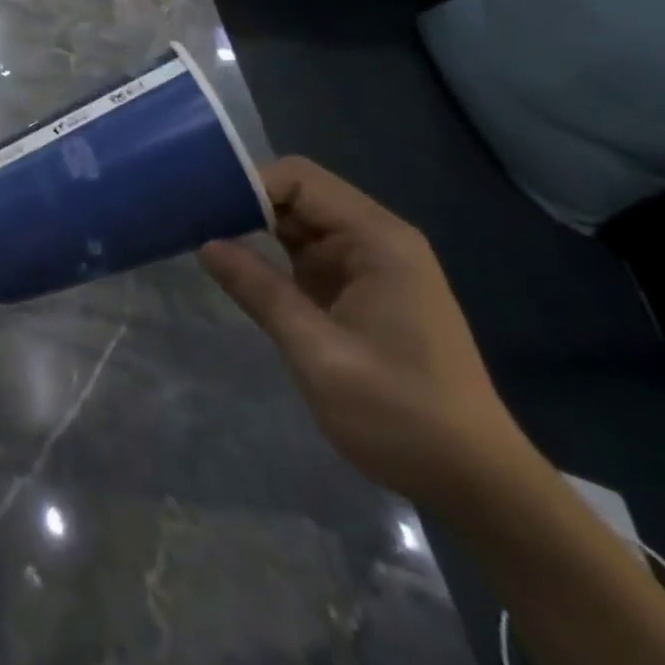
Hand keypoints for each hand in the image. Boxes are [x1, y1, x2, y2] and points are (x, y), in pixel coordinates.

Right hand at [199, 156, 527, 507]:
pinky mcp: (355, 290)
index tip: (201, 208)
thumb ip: (260, 291)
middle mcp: (374, 240)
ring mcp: (365, 265)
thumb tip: (204, 243)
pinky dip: (266, 254)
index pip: (299, 180)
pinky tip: (232, 265)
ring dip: (250, 227)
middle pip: (296, 194)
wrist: (476, 485)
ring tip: (198, 234)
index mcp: (377, 240)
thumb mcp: (319, 353)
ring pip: (295, 222)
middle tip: (189, 218)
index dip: (249, 184)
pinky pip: (302, 253)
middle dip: (243, 202)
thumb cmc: (402, 414)